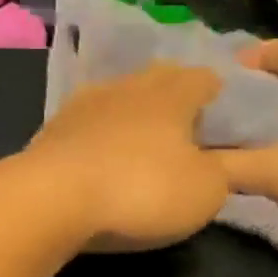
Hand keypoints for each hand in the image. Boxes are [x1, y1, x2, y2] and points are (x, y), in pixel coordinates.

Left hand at [25, 63, 228, 252]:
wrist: (51, 199)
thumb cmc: (140, 190)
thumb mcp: (204, 191)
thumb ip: (223, 172)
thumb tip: (223, 159)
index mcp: (172, 94)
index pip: (204, 77)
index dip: (219, 92)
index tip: (226, 112)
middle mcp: (128, 86)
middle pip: (159, 79)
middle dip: (175, 96)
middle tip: (186, 123)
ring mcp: (85, 104)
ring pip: (120, 96)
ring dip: (133, 112)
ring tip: (142, 136)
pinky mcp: (53, 128)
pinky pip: (88, 122)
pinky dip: (100, 133)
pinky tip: (100, 151)